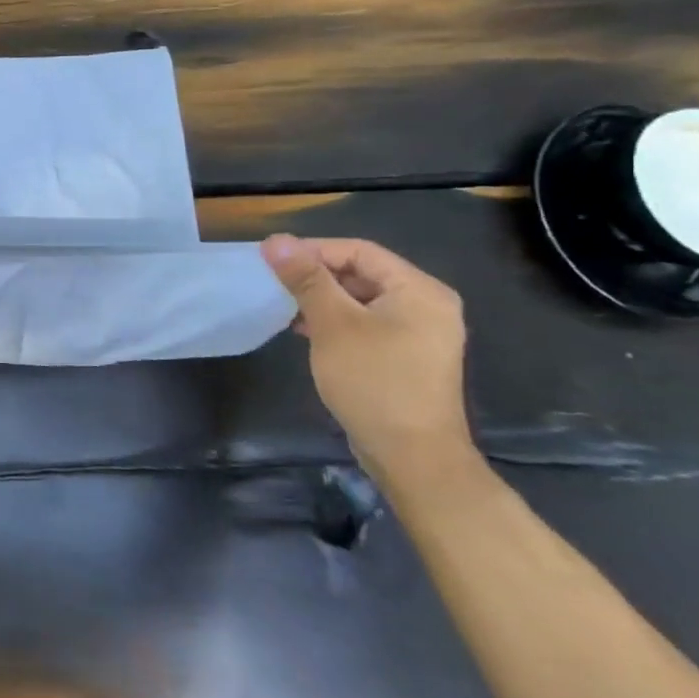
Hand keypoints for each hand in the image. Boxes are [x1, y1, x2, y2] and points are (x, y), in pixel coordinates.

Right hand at [260, 234, 474, 496]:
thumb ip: (306, 279)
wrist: (413, 456)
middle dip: (315, 276)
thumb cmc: (374, 382)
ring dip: (321, 300)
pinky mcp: (407, 355)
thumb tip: (275, 240)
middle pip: (361, 272)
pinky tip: (306, 332)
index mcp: (419, 290)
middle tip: (274, 285)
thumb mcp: (333, 325)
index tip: (271, 263)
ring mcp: (420, 333)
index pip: (358, 251)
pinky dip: (335, 321)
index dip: (313, 251)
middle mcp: (426, 305)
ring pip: (360, 299)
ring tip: (284, 309)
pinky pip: (366, 323)